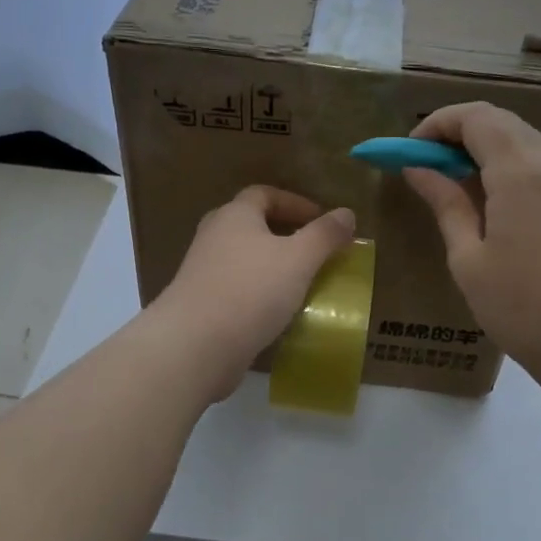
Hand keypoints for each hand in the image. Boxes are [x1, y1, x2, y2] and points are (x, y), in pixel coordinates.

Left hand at [151, 187, 356, 399]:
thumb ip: (324, 235)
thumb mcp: (299, 259)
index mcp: (234, 215)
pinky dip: (258, 292)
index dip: (296, 203)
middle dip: (282, 233)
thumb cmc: (250, 290)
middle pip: (250, 224)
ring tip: (300, 283)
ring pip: (243, 258)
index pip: (265, 194)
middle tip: (312, 249)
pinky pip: (236, 288)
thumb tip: (346, 213)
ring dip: (271, 265)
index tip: (322, 220)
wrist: (194, 346)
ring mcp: (202, 271)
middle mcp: (213, 236)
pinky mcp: (200, 304)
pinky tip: (276, 312)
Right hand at [403, 103, 540, 396]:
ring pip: (522, 137)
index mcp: (519, 174)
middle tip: (426, 162)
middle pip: (500, 120)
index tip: (410, 151)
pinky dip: (507, 162)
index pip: (475, 118)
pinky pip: (539, 161)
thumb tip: (417, 168)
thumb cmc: (520, 308)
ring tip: (452, 179)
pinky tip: (489, 197)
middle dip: (457, 130)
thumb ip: (445, 204)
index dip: (437, 124)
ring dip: (483, 145)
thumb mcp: (468, 259)